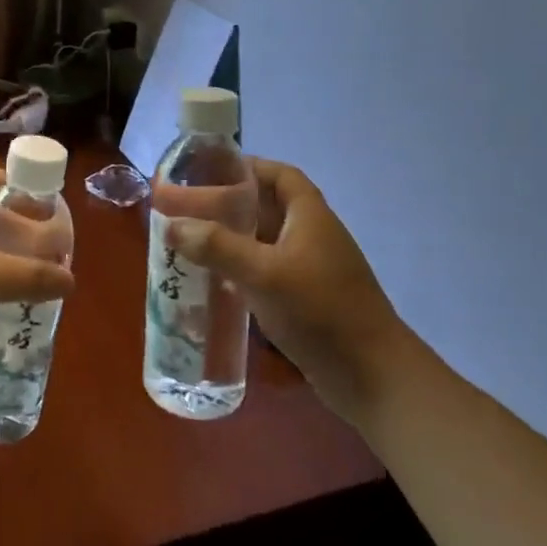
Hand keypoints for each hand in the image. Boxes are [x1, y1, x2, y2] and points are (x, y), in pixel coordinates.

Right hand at [166, 159, 407, 422]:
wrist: (373, 378)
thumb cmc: (321, 311)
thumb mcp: (264, 274)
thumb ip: (217, 247)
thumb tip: (172, 225)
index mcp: (310, 217)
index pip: (281, 176)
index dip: (248, 167)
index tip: (210, 170)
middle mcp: (312, 237)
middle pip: (268, 208)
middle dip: (230, 206)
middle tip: (189, 209)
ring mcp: (311, 271)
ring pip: (265, 243)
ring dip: (232, 241)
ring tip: (192, 243)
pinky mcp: (306, 301)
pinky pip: (267, 274)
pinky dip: (241, 272)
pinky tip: (215, 283)